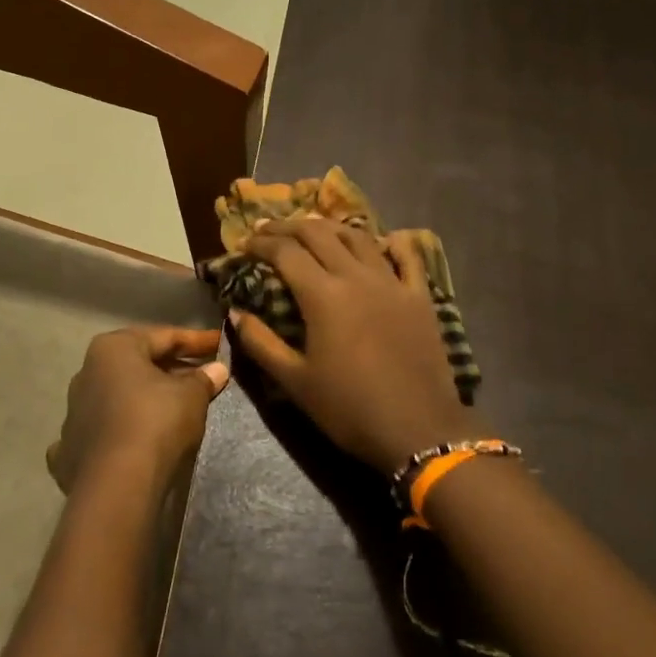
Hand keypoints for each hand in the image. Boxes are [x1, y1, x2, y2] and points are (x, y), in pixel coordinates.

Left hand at [47, 326, 229, 496]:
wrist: (117, 484)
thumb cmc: (156, 422)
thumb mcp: (191, 396)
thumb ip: (203, 379)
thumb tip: (217, 370)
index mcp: (113, 348)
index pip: (163, 336)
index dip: (196, 340)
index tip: (220, 344)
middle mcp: (87, 372)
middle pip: (138, 364)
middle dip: (171, 368)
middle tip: (203, 375)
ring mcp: (74, 411)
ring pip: (119, 395)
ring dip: (146, 397)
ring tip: (177, 407)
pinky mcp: (71, 447)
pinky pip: (104, 427)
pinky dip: (124, 426)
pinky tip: (140, 435)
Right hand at [232, 220, 486, 475]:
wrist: (418, 429)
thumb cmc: (349, 408)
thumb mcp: (294, 382)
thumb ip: (260, 343)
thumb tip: (235, 312)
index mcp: (323, 296)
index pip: (286, 252)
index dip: (262, 243)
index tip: (245, 243)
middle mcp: (356, 277)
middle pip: (319, 234)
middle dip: (289, 227)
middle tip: (270, 229)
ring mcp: (392, 283)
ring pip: (359, 238)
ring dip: (331, 227)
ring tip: (313, 229)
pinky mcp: (420, 296)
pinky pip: (407, 257)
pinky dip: (391, 242)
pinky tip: (383, 239)